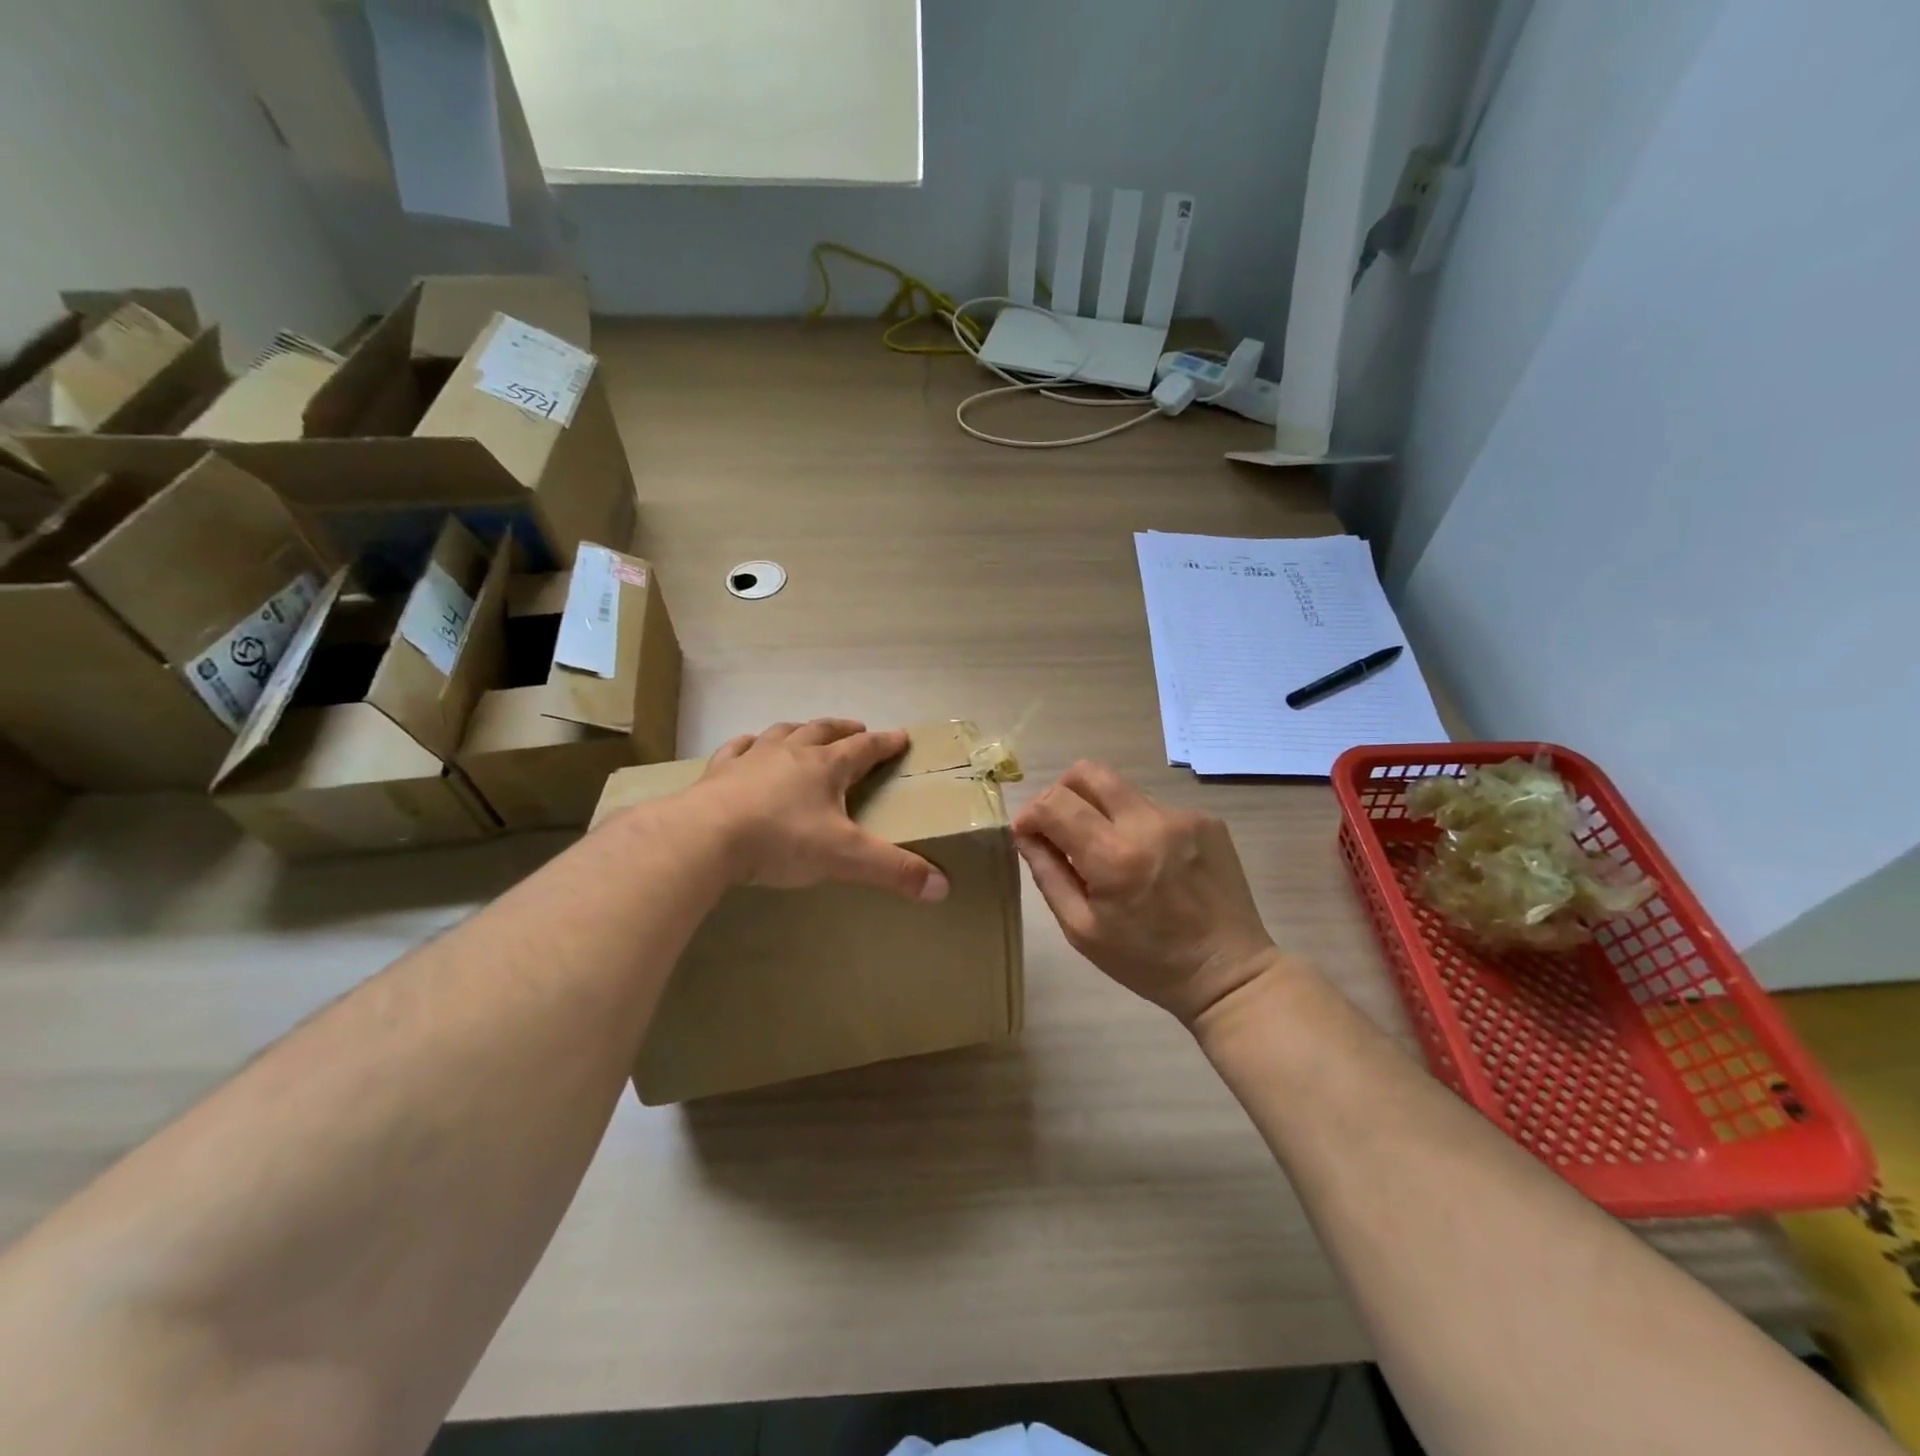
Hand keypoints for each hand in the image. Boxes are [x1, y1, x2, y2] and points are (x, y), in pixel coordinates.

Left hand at [695, 719, 949, 901]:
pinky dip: (748, 745)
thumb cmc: (781, 841)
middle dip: (844, 730)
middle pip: (824, 732)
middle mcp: (791, 753)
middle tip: (858, 728)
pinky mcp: (719, 773)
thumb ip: (893, 871)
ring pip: (782, 733)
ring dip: (800, 730)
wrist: (704, 837)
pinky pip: (737, 749)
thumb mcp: (845, 858)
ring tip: (807, 732)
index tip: (901, 736)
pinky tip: (747, 746)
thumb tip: (943, 887)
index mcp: (826, 767)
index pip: (865, 748)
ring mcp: (752, 759)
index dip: (886, 743)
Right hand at [1014, 762, 1279, 1025]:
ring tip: (1112, 854)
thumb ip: (1048, 873)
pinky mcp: (1207, 819)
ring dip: (1102, 812)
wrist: (1228, 973)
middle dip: (1062, 792)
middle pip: (1088, 772)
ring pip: (1121, 790)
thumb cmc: (1147, 961)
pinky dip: (1138, 826)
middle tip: (1060, 827)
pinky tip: (1150, 863)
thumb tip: (1025, 833)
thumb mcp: (1082, 930)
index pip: (1056, 803)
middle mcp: (1149, 823)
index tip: (1028, 833)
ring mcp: (1183, 817)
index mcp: (1114, 857)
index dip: (1031, 812)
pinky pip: (1154, 808)